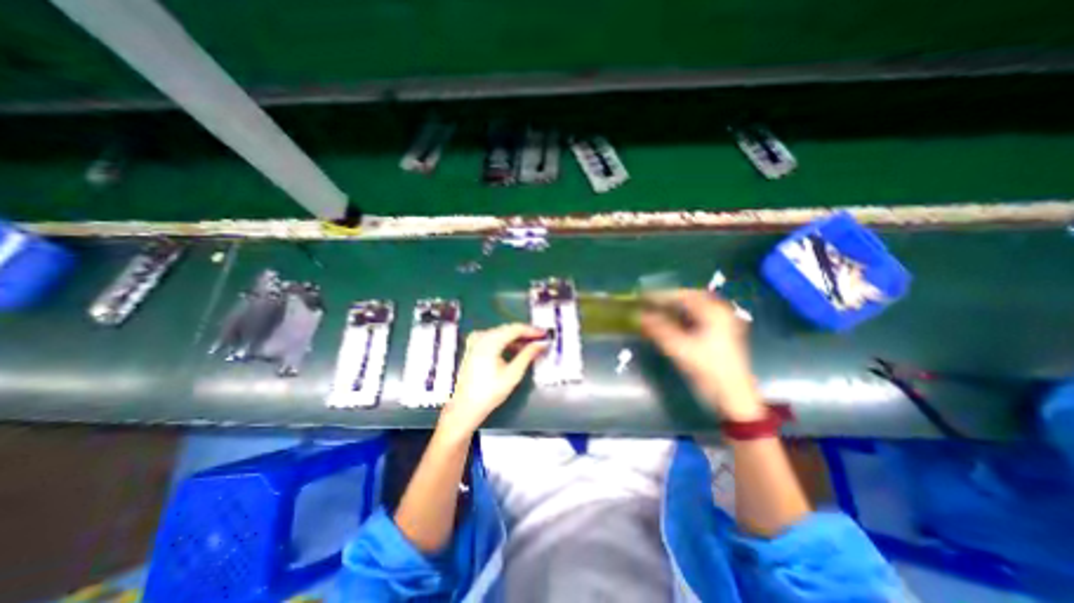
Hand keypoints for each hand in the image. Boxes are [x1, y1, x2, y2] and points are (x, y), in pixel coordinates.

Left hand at [438, 325, 548, 436]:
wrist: (465, 407)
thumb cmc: (489, 392)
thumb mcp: (513, 374)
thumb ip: (528, 355)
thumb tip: (541, 344)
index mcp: (489, 342)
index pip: (515, 329)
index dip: (531, 330)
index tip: (544, 334)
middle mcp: (481, 337)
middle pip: (508, 329)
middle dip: (525, 334)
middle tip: (540, 340)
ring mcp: (475, 341)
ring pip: (501, 333)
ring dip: (516, 338)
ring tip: (530, 347)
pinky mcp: (473, 347)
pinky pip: (493, 338)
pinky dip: (505, 342)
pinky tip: (514, 350)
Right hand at [636, 286, 763, 419]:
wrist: (734, 397)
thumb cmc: (709, 371)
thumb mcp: (681, 350)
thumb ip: (659, 330)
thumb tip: (640, 316)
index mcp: (715, 313)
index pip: (684, 296)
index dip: (661, 295)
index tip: (643, 297)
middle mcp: (721, 313)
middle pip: (690, 298)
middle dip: (669, 299)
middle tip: (650, 302)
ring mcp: (723, 323)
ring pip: (694, 308)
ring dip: (675, 308)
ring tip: (656, 310)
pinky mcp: (721, 334)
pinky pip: (698, 317)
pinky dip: (682, 317)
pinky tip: (670, 322)